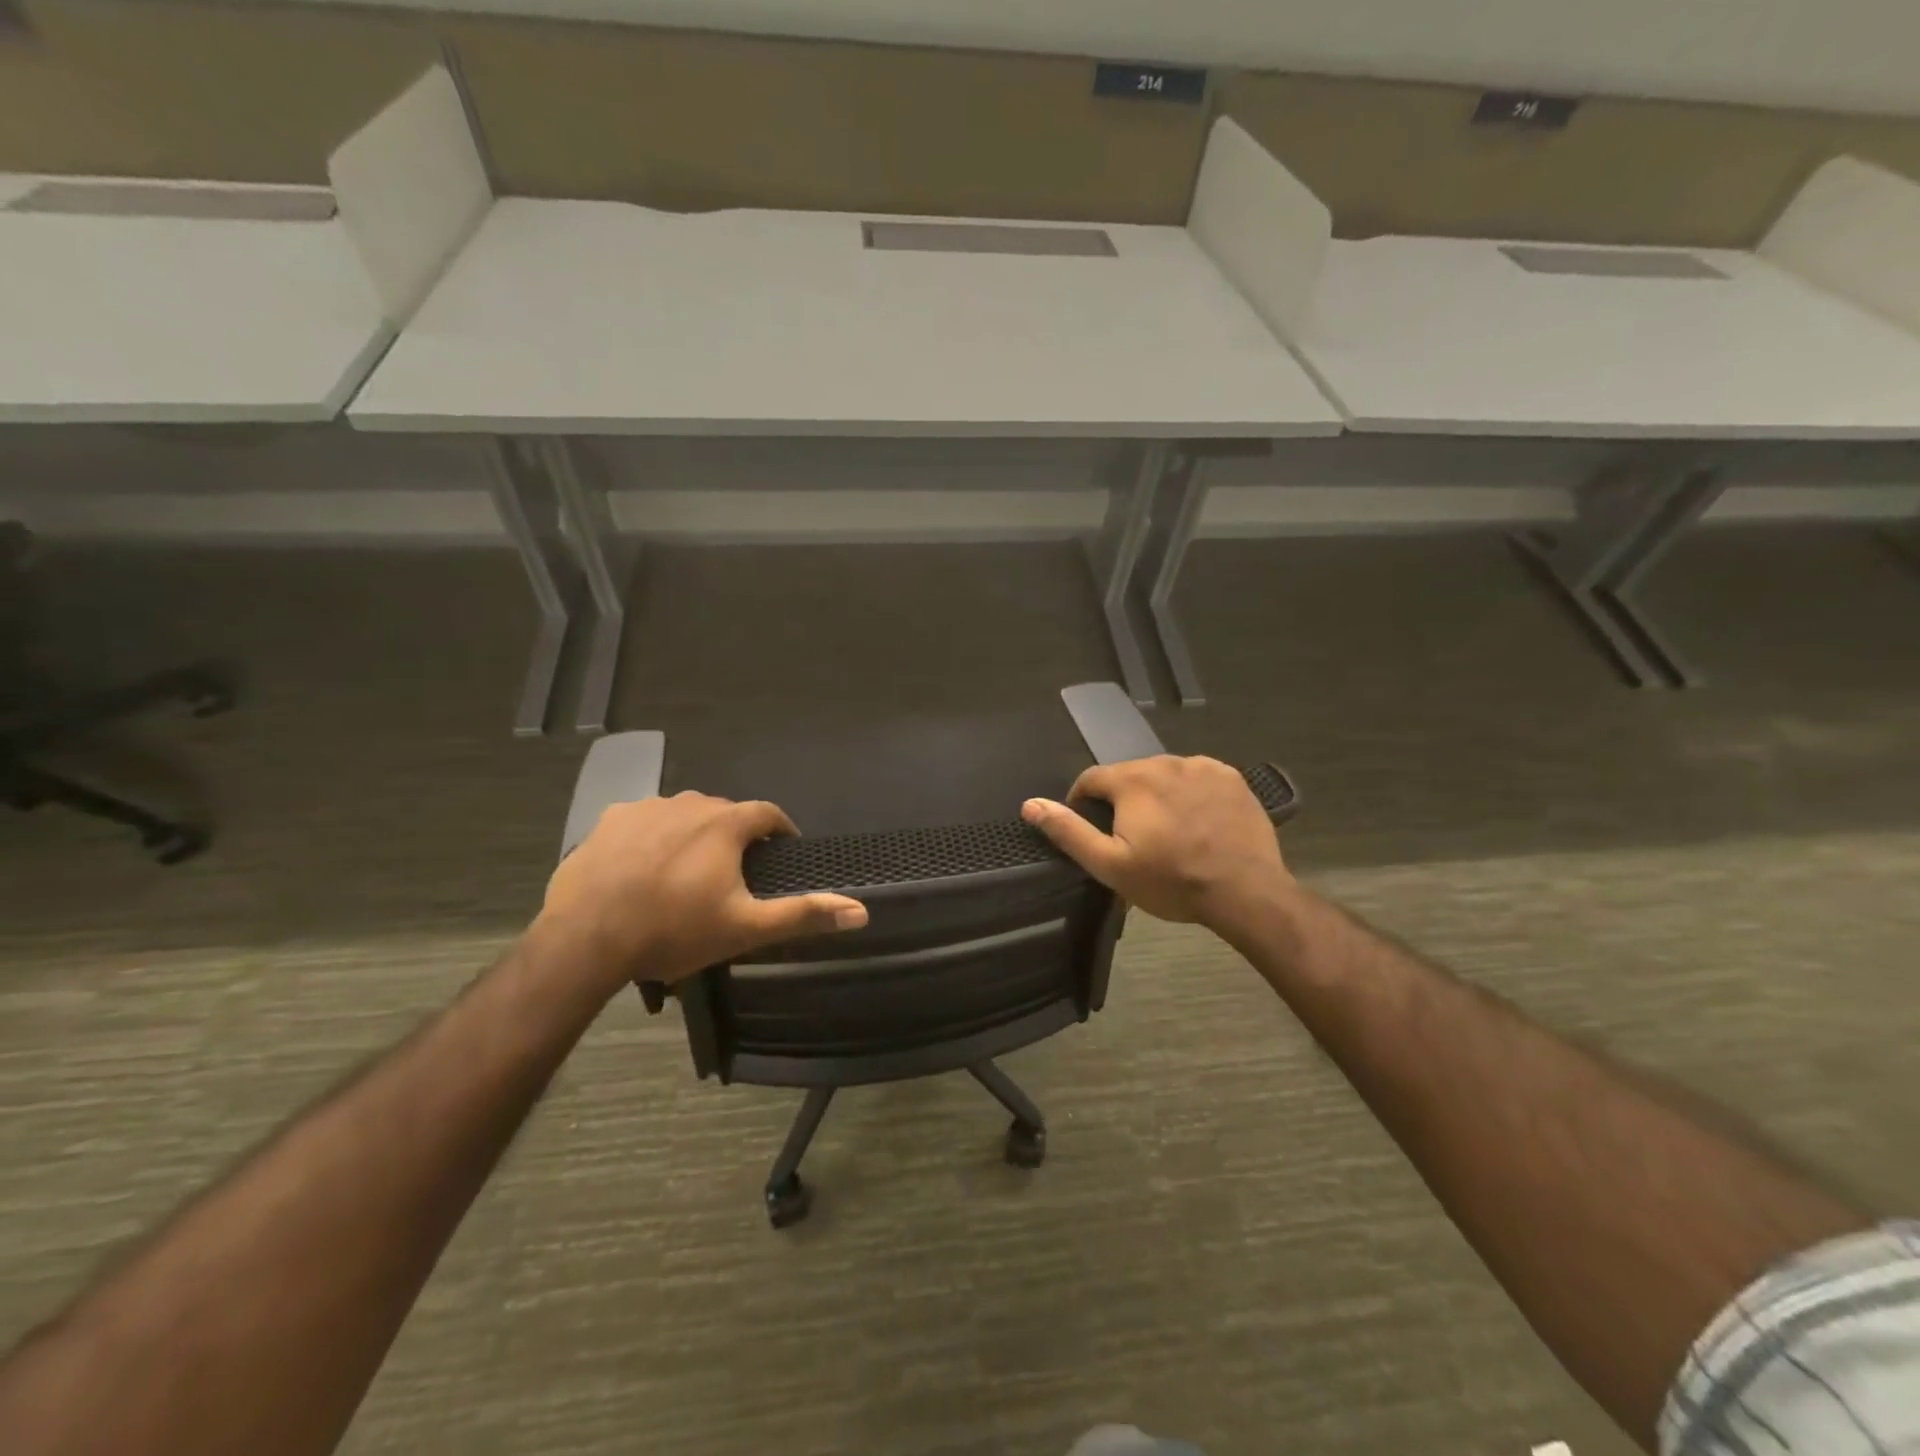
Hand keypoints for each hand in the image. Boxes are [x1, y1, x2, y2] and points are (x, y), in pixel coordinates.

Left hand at [539, 792, 867, 993]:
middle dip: (735, 835)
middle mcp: (687, 803)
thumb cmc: (673, 930)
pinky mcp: (607, 822)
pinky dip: (652, 837)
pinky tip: (643, 868)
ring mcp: (644, 808)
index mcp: (724, 824)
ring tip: (687, 871)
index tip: (783, 850)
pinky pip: (643, 822)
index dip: (780, 829)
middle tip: (733, 872)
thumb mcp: (745, 928)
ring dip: (693, 834)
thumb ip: (803, 914)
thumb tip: (861, 911)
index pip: (767, 813)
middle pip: (724, 812)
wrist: (586, 940)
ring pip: (682, 814)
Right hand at [1021, 755, 1291, 930]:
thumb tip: (1030, 804)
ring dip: (1158, 795)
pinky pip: (1198, 778)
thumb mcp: (1110, 865)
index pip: (1091, 779)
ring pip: (1165, 775)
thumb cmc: (1171, 881)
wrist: (1245, 892)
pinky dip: (1191, 794)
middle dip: (1123, 801)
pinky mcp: (1232, 778)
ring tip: (1169, 831)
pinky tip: (1199, 822)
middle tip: (1134, 839)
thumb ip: (1068, 831)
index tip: (1092, 830)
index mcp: (1132, 780)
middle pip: (1130, 776)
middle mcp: (1165, 761)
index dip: (1083, 803)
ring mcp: (1203, 767)